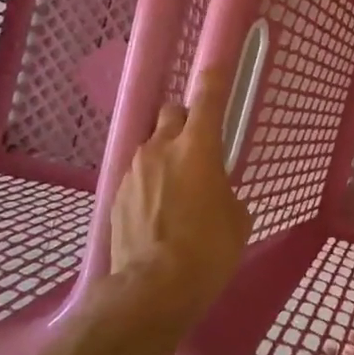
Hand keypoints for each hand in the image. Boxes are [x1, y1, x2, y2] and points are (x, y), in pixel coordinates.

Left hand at [107, 67, 251, 325]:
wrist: (152, 289)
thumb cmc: (208, 250)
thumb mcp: (236, 218)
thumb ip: (224, 190)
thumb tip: (214, 191)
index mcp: (198, 148)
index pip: (208, 98)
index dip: (214, 78)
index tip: (216, 65)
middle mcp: (162, 148)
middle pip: (172, 113)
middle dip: (185, 121)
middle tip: (199, 147)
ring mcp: (134, 170)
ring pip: (153, 145)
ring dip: (166, 155)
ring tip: (178, 190)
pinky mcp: (117, 195)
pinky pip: (138, 175)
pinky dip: (151, 183)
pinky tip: (159, 213)